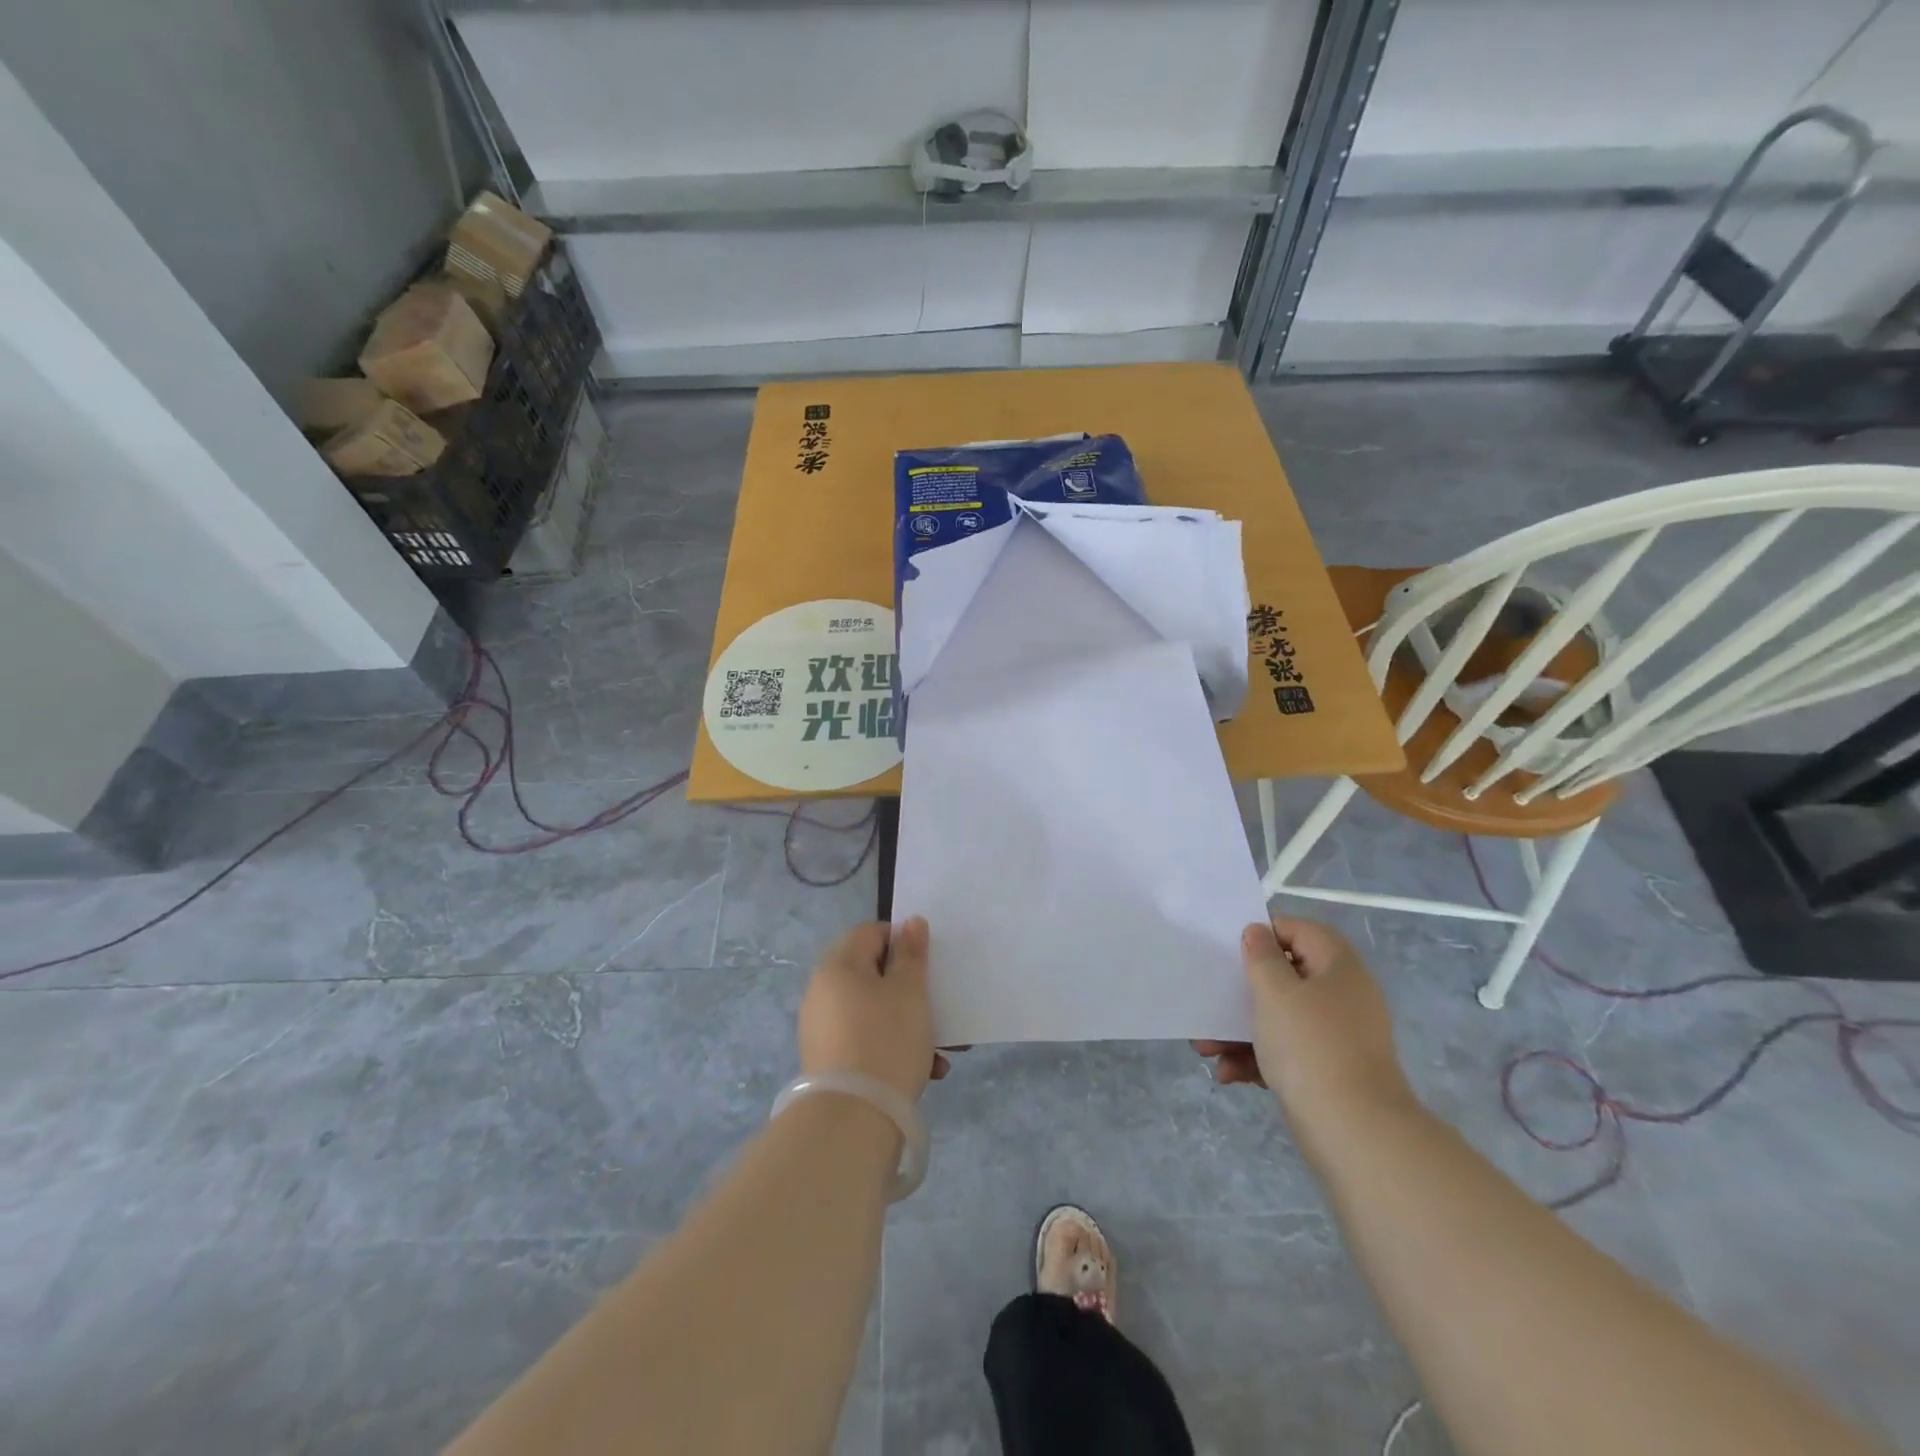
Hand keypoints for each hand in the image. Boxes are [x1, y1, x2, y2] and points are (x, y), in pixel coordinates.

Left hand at [799, 917, 951, 1102]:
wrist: (852, 1119)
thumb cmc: (886, 1041)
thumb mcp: (910, 992)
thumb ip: (912, 954)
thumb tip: (911, 922)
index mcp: (837, 966)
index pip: (871, 932)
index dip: (902, 941)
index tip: (927, 965)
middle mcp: (822, 991)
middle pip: (872, 973)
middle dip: (909, 989)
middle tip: (938, 1008)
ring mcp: (822, 1028)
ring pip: (873, 1010)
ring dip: (907, 1023)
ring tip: (940, 1051)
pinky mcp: (827, 1060)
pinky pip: (865, 1039)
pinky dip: (892, 1046)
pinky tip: (925, 1071)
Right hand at [1193, 917, 1417, 1156]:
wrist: (1356, 1132)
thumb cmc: (1310, 1046)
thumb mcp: (1274, 991)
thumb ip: (1261, 956)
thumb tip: (1258, 932)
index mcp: (1338, 967)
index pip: (1301, 930)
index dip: (1265, 933)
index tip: (1232, 950)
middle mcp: (1344, 997)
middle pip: (1286, 978)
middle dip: (1243, 992)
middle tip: (1211, 1001)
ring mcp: (1339, 1037)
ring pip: (1282, 1019)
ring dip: (1242, 1030)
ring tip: (1206, 1048)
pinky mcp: (1331, 1072)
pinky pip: (1289, 1052)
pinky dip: (1259, 1058)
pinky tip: (1230, 1074)